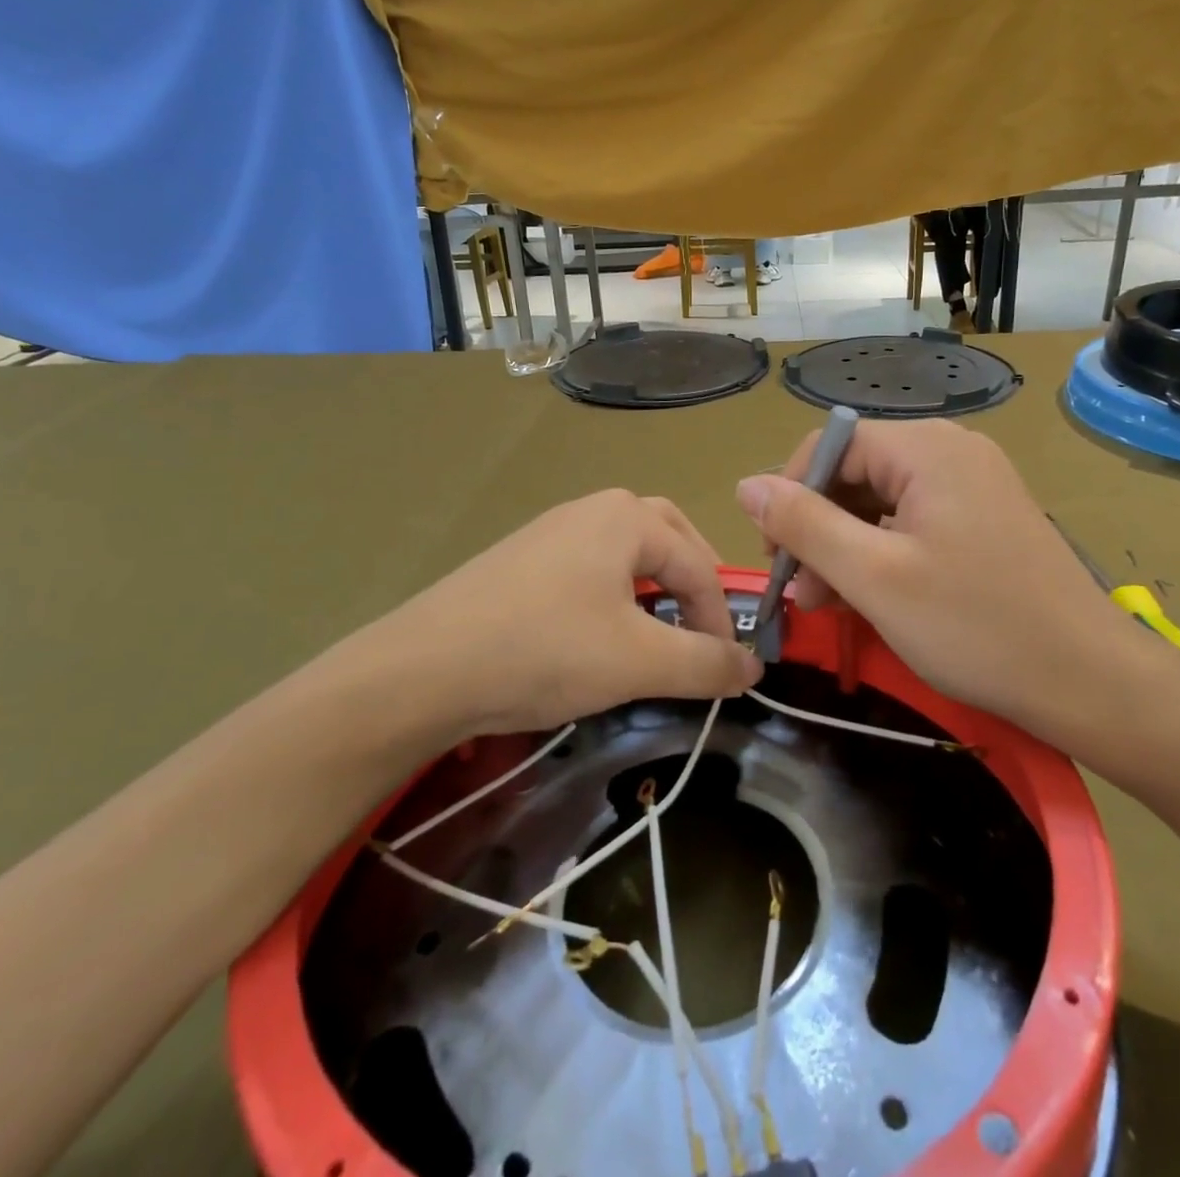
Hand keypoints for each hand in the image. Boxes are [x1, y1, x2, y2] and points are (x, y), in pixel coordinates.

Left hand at [304, 490, 762, 741]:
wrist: (422, 669)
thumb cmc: (545, 651)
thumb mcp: (638, 661)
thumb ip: (706, 663)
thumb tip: (756, 668)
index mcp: (627, 517)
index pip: (699, 565)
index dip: (721, 619)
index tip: (726, 670)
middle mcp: (591, 509)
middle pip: (667, 538)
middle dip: (693, 582)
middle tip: (703, 628)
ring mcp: (551, 531)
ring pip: (625, 553)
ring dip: (653, 588)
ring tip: (658, 633)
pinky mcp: (521, 560)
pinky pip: (588, 568)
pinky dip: (614, 595)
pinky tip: (599, 634)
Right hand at [735, 419, 1179, 767]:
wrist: (1088, 680)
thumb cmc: (975, 626)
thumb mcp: (873, 576)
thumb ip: (804, 525)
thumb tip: (745, 485)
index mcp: (926, 449)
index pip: (829, 446)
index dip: (789, 496)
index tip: (776, 559)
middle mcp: (950, 451)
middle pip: (854, 474)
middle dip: (817, 529)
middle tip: (800, 594)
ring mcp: (972, 484)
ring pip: (880, 502)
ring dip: (844, 548)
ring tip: (827, 605)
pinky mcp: (983, 518)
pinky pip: (911, 522)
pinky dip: (881, 555)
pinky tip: (868, 598)